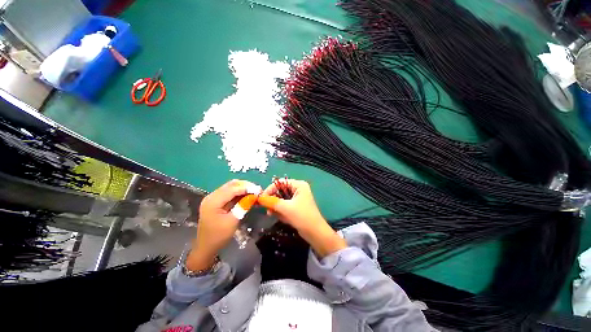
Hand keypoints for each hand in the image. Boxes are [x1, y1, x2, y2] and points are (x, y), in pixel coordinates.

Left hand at [187, 179, 259, 270]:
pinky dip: (240, 193)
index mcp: (213, 201)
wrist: (206, 247)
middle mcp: (212, 196)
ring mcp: (214, 198)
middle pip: (231, 185)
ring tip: (255, 192)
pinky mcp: (217, 202)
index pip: (232, 189)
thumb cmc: (219, 236)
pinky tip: (248, 196)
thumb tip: (255, 195)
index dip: (247, 188)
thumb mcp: (233, 221)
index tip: (259, 190)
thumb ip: (243, 206)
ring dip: (244, 188)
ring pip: (231, 187)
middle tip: (258, 190)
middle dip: (246, 186)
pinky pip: (230, 193)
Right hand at [258, 179, 346, 256]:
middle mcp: (298, 189)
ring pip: (281, 199)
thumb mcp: (286, 208)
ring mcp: (297, 198)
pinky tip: (279, 217)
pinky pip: (285, 206)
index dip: (270, 189)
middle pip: (280, 191)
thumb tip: (259, 198)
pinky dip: (280, 211)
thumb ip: (272, 202)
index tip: (261, 198)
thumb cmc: (302, 217)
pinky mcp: (296, 207)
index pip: (280, 183)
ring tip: (271, 214)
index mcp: (299, 185)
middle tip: (266, 208)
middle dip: (273, 200)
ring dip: (276, 207)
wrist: (315, 233)